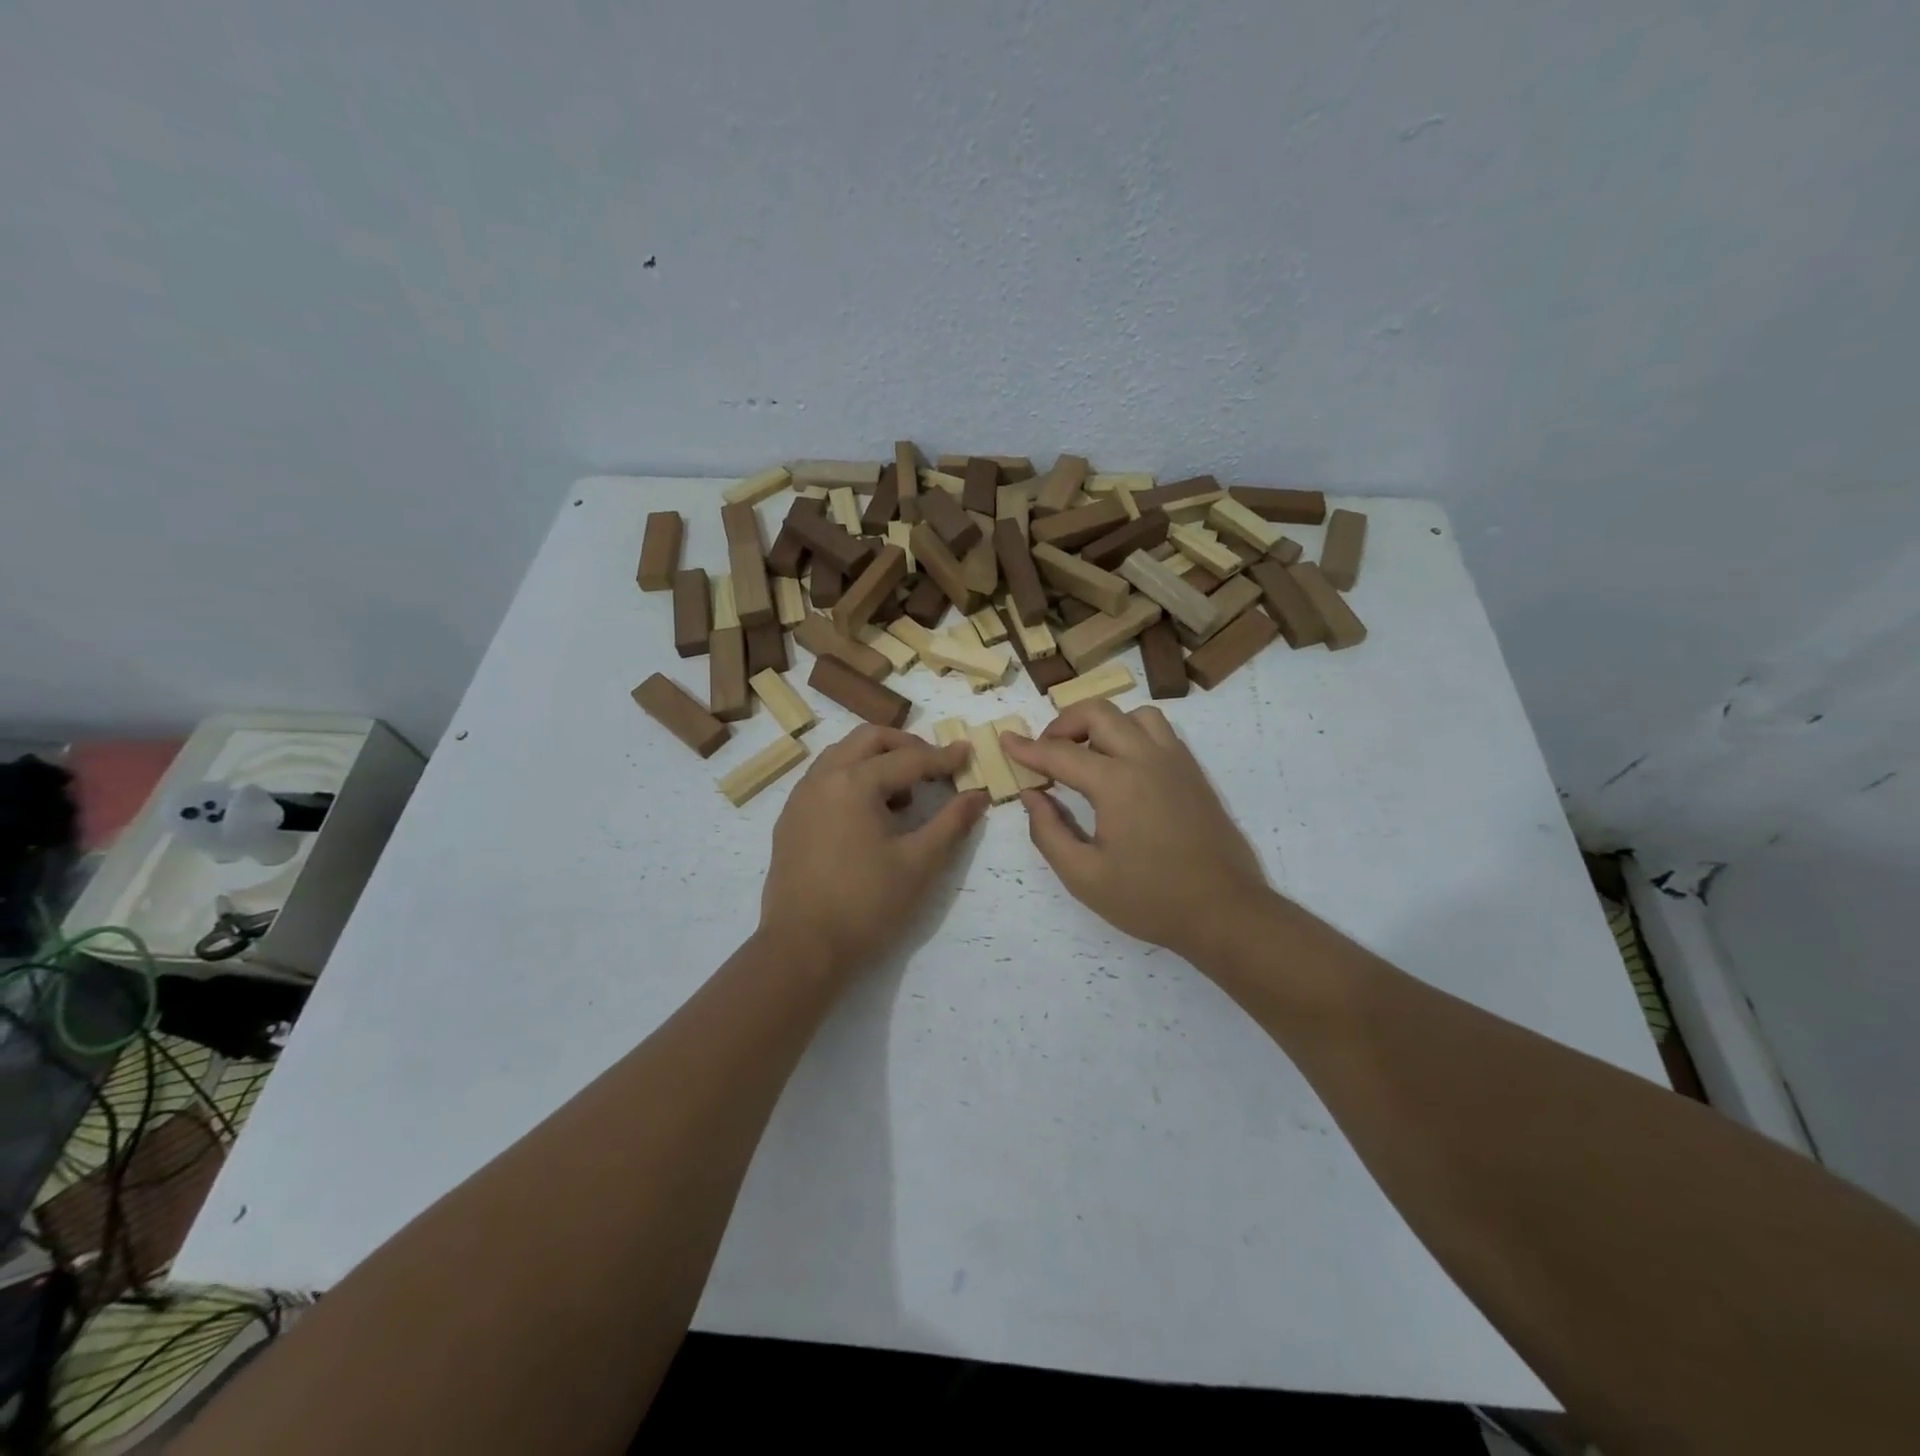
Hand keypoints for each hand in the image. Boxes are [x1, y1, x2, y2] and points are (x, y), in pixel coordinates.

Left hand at [760, 725, 987, 975]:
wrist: (802, 948)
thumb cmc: (866, 904)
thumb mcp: (919, 863)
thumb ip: (952, 822)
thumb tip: (978, 795)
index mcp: (854, 782)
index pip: (908, 758)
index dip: (942, 757)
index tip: (968, 752)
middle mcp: (822, 778)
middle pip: (868, 739)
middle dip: (905, 745)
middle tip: (933, 766)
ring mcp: (800, 798)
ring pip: (842, 756)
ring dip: (876, 760)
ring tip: (903, 794)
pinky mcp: (790, 820)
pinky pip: (824, 780)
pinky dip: (852, 779)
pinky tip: (869, 815)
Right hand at [1000, 702, 1271, 961]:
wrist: (1225, 911)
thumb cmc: (1150, 899)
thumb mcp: (1084, 876)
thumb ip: (1048, 831)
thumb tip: (1032, 795)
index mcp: (1116, 783)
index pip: (1060, 752)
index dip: (1027, 748)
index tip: (1005, 741)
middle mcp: (1146, 759)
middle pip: (1098, 713)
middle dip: (1064, 723)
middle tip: (1048, 753)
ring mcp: (1176, 762)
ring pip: (1134, 715)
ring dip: (1104, 724)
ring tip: (1088, 755)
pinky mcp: (1194, 773)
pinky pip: (1159, 732)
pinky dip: (1132, 734)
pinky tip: (1123, 768)